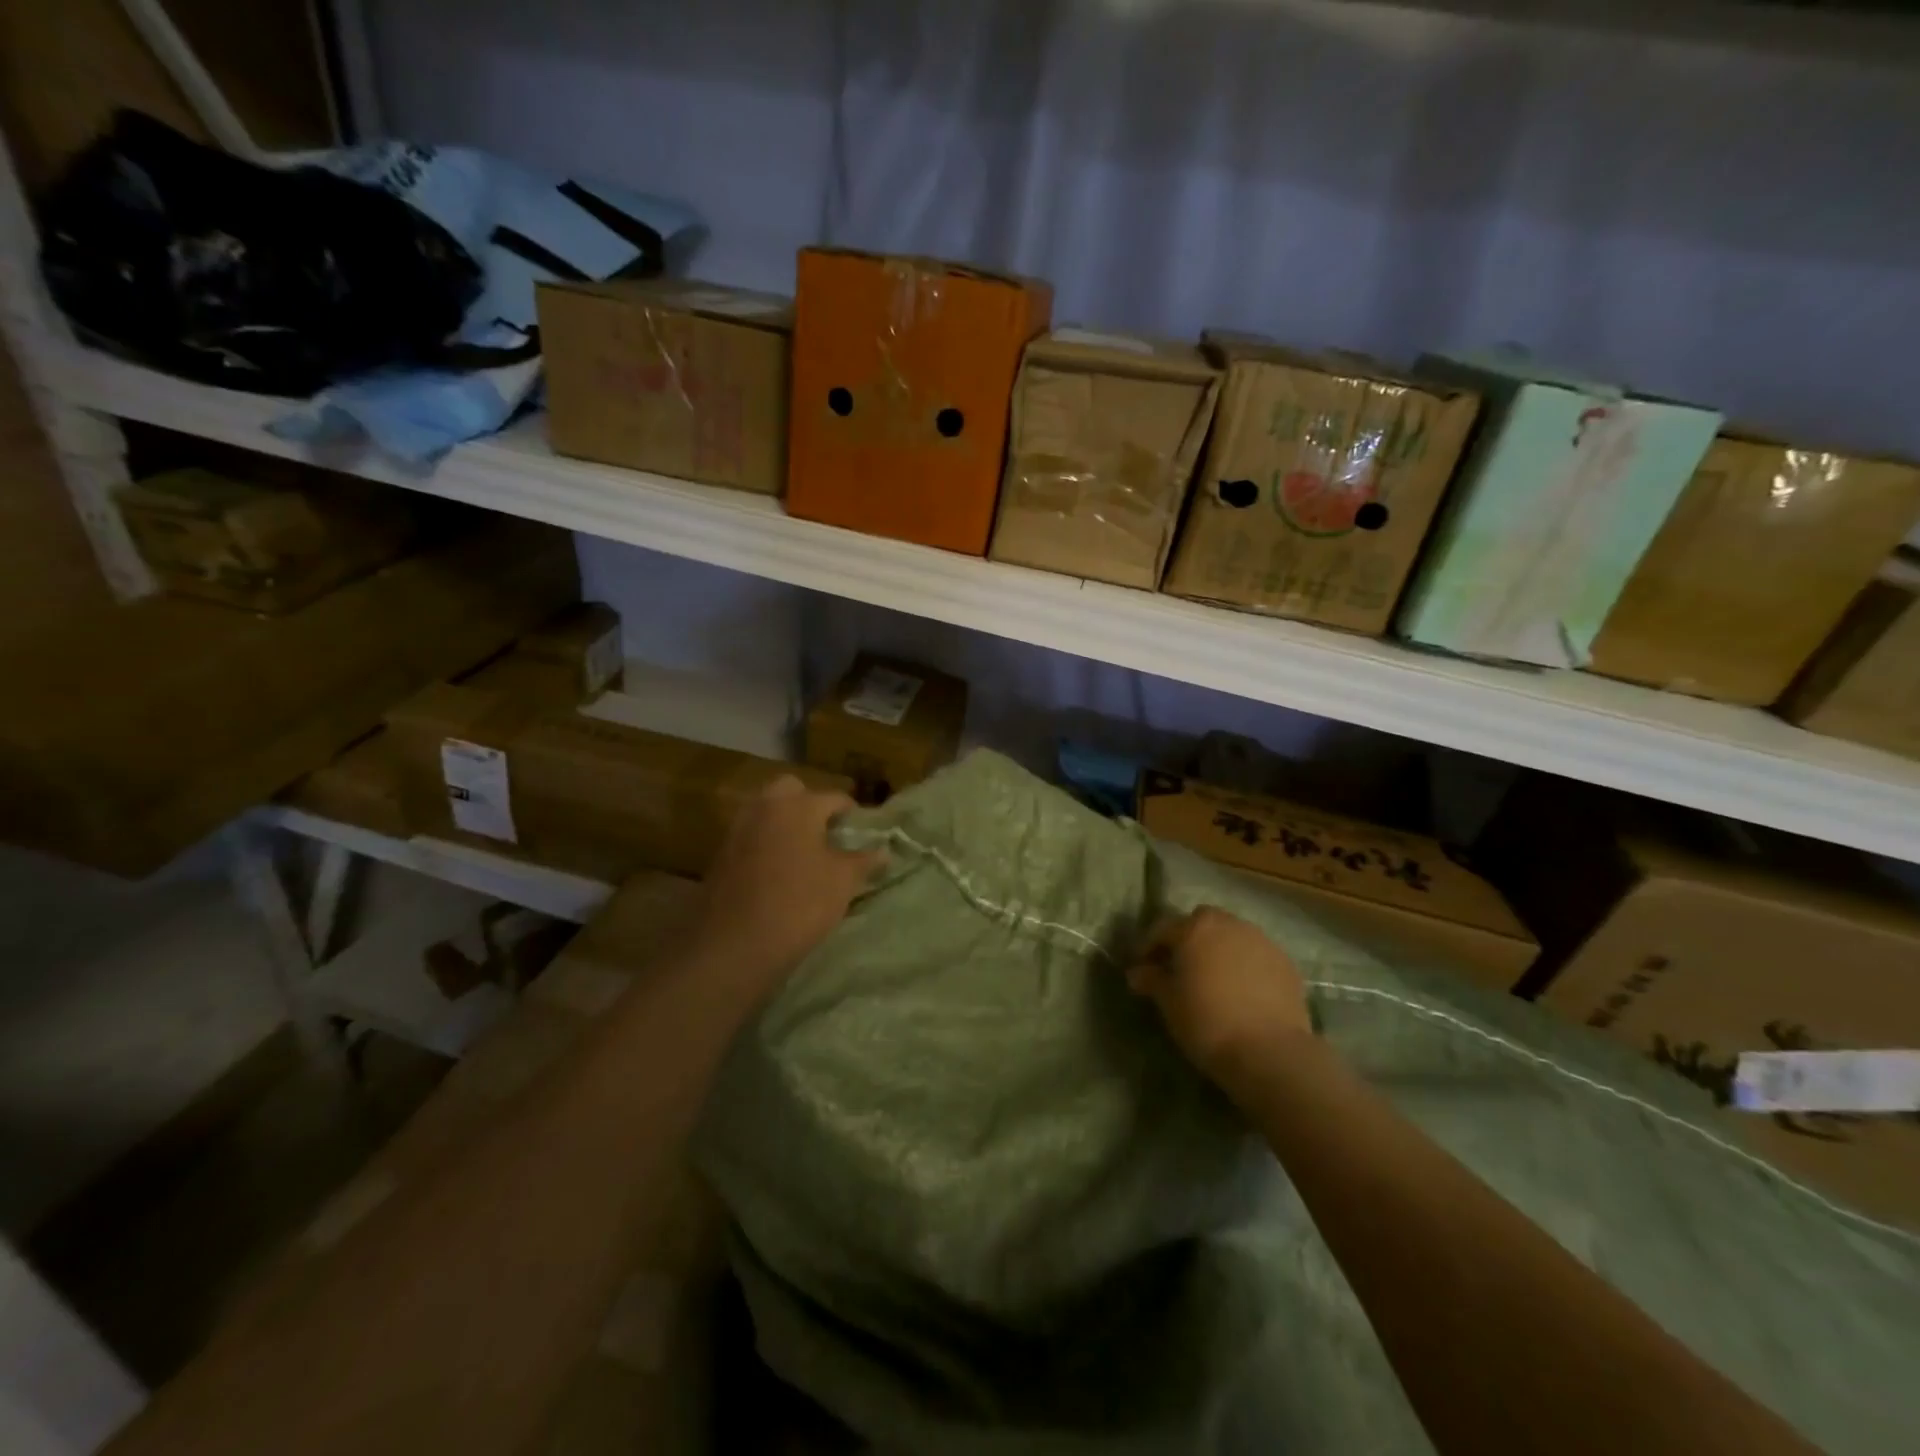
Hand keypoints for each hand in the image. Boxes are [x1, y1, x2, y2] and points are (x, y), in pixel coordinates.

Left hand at [691, 776, 883, 995]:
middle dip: (810, 804)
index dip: (852, 814)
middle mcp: (765, 807)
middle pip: (791, 791)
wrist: (733, 945)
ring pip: (767, 812)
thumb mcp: (843, 882)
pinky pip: (752, 837)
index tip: (862, 832)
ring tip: (806, 855)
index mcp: (798, 805)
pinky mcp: (721, 855)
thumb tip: (883, 850)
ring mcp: (738, 830)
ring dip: (786, 824)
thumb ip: (864, 860)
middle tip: (828, 833)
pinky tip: (779, 872)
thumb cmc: (799, 904)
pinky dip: (767, 844)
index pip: (834, 797)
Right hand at [1125, 907, 1312, 1091]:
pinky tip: (1242, 991)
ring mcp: (1261, 941)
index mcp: (1195, 928)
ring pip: (1232, 936)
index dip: (1148, 947)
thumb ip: (1152, 980)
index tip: (1142, 968)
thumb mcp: (1169, 1002)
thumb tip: (1138, 972)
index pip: (1162, 928)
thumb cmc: (1207, 1021)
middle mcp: (1229, 924)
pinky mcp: (1286, 964)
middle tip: (1181, 967)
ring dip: (1219, 950)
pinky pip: (1256, 956)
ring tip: (1214, 979)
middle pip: (1202, 923)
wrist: (1270, 1051)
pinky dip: (1245, 965)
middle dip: (1189, 939)